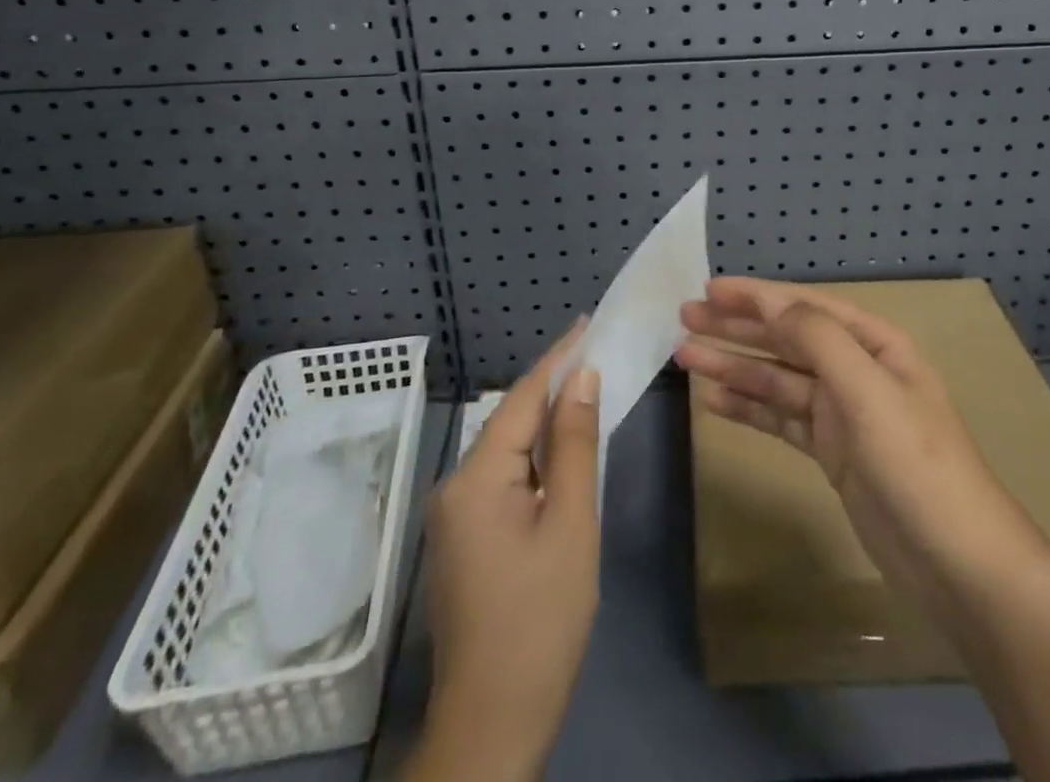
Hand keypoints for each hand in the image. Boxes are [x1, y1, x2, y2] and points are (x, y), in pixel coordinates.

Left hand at [407, 329, 600, 781]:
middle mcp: (455, 487)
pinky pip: (503, 480)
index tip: (585, 323)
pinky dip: (535, 460)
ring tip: (585, 394)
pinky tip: (561, 457)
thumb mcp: (571, 526)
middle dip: (552, 389)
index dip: (556, 360)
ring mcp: (455, 517)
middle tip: (594, 355)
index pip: (521, 399)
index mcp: (476, 478)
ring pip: (508, 453)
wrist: (492, 726)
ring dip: (545, 425)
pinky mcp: (463, 541)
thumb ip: (575, 447)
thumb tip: (581, 379)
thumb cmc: (540, 621)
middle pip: (511, 423)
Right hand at [676, 276, 1046, 605]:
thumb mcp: (868, 391)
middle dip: (736, 327)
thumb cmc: (915, 464)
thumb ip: (818, 340)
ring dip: (733, 367)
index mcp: (874, 344)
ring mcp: (842, 412)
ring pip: (776, 379)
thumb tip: (772, 304)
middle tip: (685, 317)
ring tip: (686, 356)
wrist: (958, 563)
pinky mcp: (831, 452)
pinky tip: (714, 401)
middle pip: (785, 339)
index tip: (709, 289)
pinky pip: (780, 419)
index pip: (805, 307)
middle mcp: (855, 369)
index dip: (756, 296)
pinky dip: (748, 408)